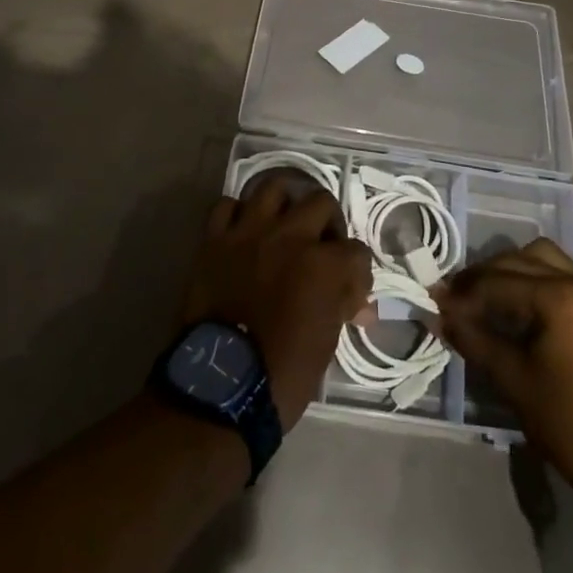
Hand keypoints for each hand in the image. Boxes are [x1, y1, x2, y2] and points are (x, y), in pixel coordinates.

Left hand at [178, 179, 370, 430]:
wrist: (220, 385)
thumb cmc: (282, 374)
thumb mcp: (326, 344)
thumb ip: (340, 308)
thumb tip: (357, 303)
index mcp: (323, 264)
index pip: (356, 251)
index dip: (357, 270)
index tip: (351, 288)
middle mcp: (290, 236)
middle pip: (321, 202)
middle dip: (327, 223)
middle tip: (321, 245)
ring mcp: (249, 232)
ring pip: (273, 187)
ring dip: (284, 203)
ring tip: (284, 224)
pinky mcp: (215, 239)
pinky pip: (227, 206)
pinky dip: (238, 215)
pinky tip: (243, 231)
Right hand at [434, 238, 572, 495]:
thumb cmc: (564, 421)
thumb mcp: (510, 379)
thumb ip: (472, 338)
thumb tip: (438, 313)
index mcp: (558, 298)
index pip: (496, 282)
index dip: (462, 293)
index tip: (435, 303)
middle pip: (516, 260)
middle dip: (482, 277)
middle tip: (454, 300)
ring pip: (538, 257)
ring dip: (507, 270)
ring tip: (482, 297)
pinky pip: (556, 272)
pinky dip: (530, 277)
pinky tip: (512, 303)